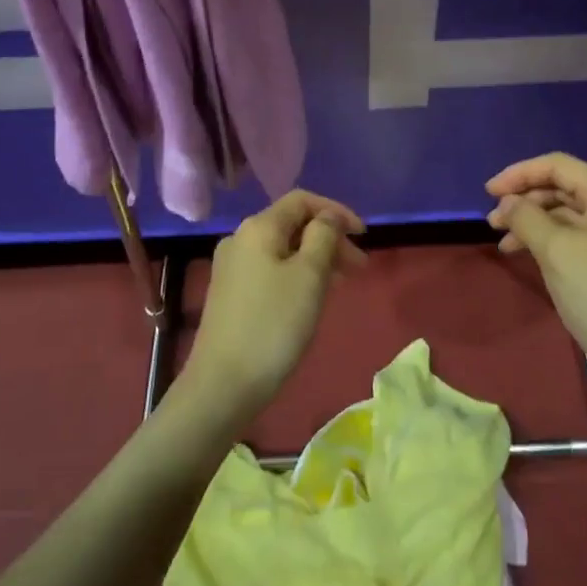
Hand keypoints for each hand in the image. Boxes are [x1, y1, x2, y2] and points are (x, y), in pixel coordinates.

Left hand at [180, 190, 366, 426]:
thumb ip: (323, 236)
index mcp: (258, 227)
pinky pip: (272, 270)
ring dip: (317, 258)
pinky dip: (298, 274)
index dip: (336, 211)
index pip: (302, 200)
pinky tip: (313, 297)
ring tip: (343, 283)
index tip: (364, 236)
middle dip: (330, 239)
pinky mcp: (232, 294)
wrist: (222, 385)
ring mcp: (233, 268)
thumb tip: (328, 217)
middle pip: (293, 224)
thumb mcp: (309, 276)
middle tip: (360, 267)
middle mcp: (241, 239)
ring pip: (284, 249)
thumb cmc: (273, 325)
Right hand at [486, 153, 586, 397]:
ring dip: (531, 222)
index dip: (519, 174)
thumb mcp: (556, 250)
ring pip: (564, 213)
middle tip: (492, 222)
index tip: (488, 193)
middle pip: (561, 188)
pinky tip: (523, 254)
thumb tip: (508, 202)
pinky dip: (546, 240)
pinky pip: (573, 236)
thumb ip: (526, 217)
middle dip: (524, 200)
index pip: (557, 166)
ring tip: (502, 241)